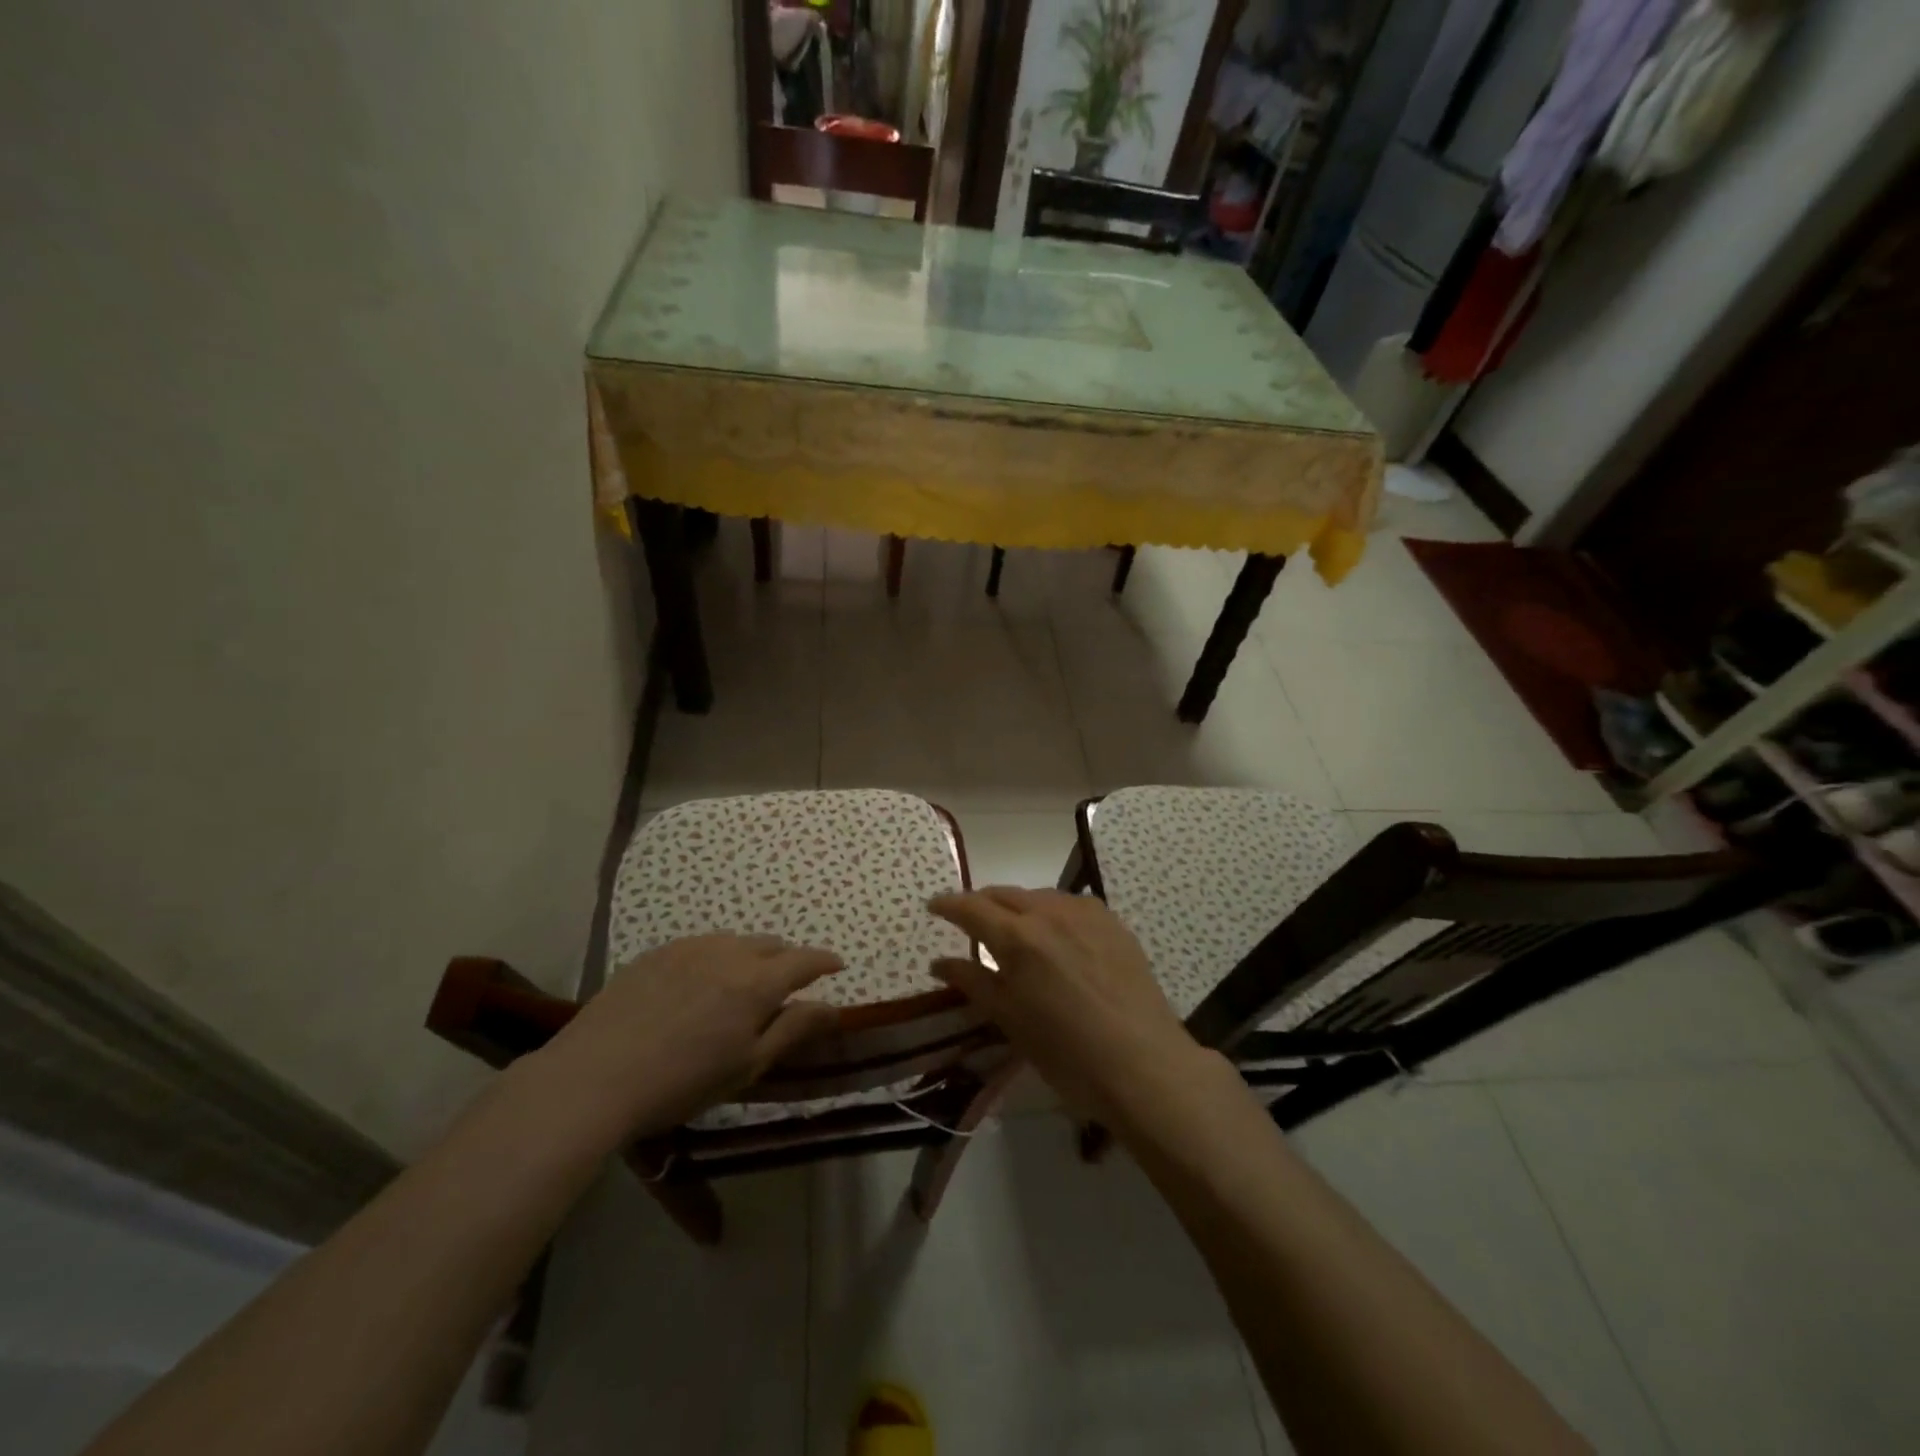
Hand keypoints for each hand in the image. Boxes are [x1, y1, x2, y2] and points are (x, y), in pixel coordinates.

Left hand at [533, 934, 842, 1141]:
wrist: (594, 1077)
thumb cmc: (681, 1082)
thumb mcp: (747, 1065)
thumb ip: (793, 1029)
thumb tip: (833, 1007)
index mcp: (757, 982)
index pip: (804, 961)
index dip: (825, 961)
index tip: (837, 966)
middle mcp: (728, 952)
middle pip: (771, 945)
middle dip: (788, 958)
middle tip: (790, 982)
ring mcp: (689, 948)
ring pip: (735, 941)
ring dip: (751, 955)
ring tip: (744, 981)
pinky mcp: (656, 953)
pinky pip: (700, 945)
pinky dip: (716, 956)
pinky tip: (700, 982)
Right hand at [928, 887, 1209, 1123]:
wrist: (1143, 1063)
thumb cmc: (1067, 1052)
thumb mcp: (1010, 1020)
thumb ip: (973, 982)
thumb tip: (938, 962)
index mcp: (1019, 938)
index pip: (972, 908)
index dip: (948, 904)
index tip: (933, 906)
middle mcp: (1050, 913)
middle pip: (1004, 894)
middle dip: (981, 903)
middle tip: (968, 920)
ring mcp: (1086, 914)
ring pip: (1039, 896)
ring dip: (1018, 906)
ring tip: (1013, 931)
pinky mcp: (1113, 922)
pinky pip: (1070, 905)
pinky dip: (1051, 913)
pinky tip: (1056, 936)